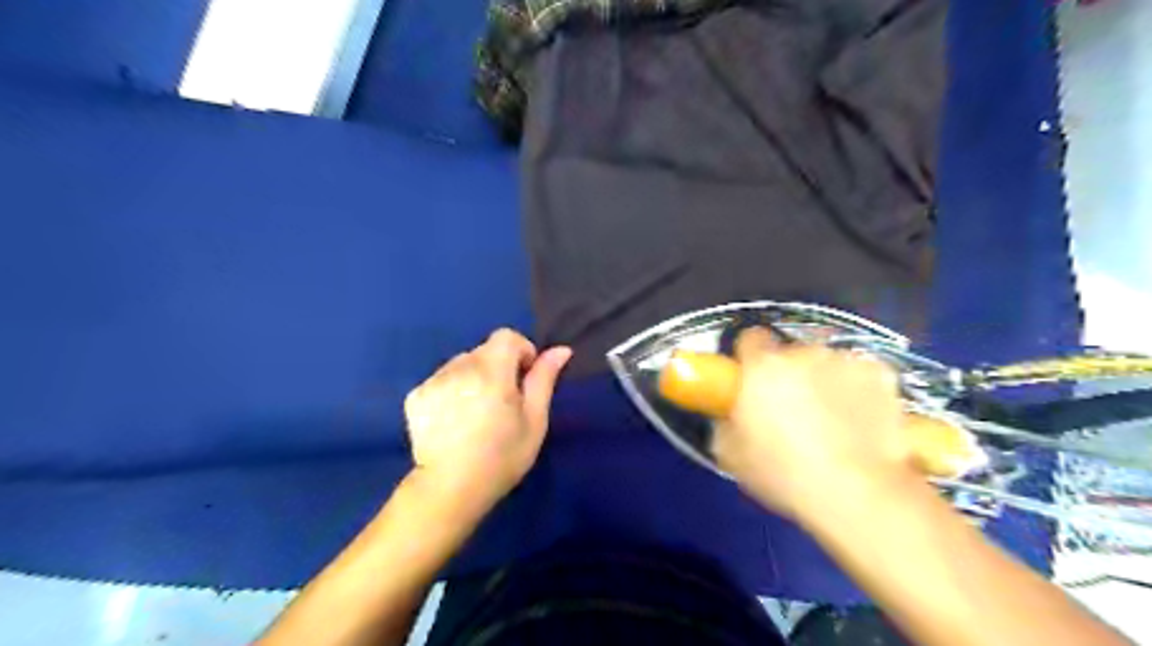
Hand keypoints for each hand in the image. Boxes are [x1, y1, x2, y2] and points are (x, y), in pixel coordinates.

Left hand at [402, 332, 573, 512]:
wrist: (451, 489)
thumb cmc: (502, 456)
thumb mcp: (534, 420)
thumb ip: (544, 379)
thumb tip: (560, 350)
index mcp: (492, 371)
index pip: (506, 336)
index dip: (521, 351)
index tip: (523, 379)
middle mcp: (459, 368)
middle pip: (484, 351)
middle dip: (498, 368)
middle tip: (501, 403)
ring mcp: (433, 381)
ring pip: (461, 364)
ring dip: (473, 378)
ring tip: (475, 412)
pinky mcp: (415, 396)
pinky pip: (441, 380)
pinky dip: (451, 390)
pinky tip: (454, 419)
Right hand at [717, 332, 913, 521]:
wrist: (859, 493)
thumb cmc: (784, 473)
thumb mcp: (730, 453)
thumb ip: (726, 420)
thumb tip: (733, 412)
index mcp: (762, 365)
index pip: (750, 337)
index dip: (749, 357)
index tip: (751, 381)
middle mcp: (804, 351)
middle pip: (791, 352)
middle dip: (789, 372)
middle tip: (792, 407)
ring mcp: (846, 360)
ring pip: (828, 362)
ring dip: (824, 379)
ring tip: (833, 417)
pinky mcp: (882, 374)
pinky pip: (861, 374)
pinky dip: (858, 389)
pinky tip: (862, 418)